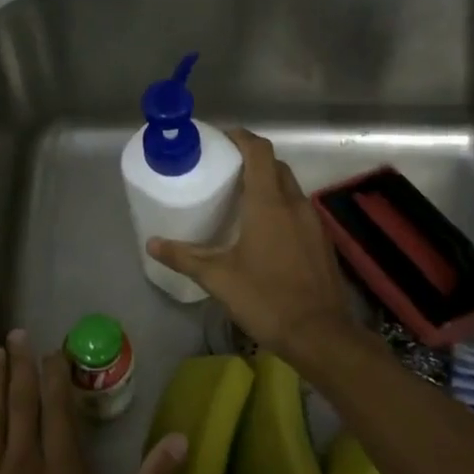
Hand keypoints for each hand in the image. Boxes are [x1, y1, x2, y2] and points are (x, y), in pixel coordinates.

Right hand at [147, 128, 358, 356]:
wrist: (321, 335)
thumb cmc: (266, 299)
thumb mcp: (219, 279)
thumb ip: (185, 257)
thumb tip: (152, 244)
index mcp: (269, 204)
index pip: (259, 152)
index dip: (241, 138)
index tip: (220, 138)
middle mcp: (295, 204)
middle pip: (275, 166)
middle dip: (252, 160)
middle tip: (224, 169)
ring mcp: (313, 223)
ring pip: (289, 188)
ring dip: (267, 183)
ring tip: (240, 197)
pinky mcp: (321, 241)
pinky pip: (298, 209)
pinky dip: (280, 206)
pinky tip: (264, 229)